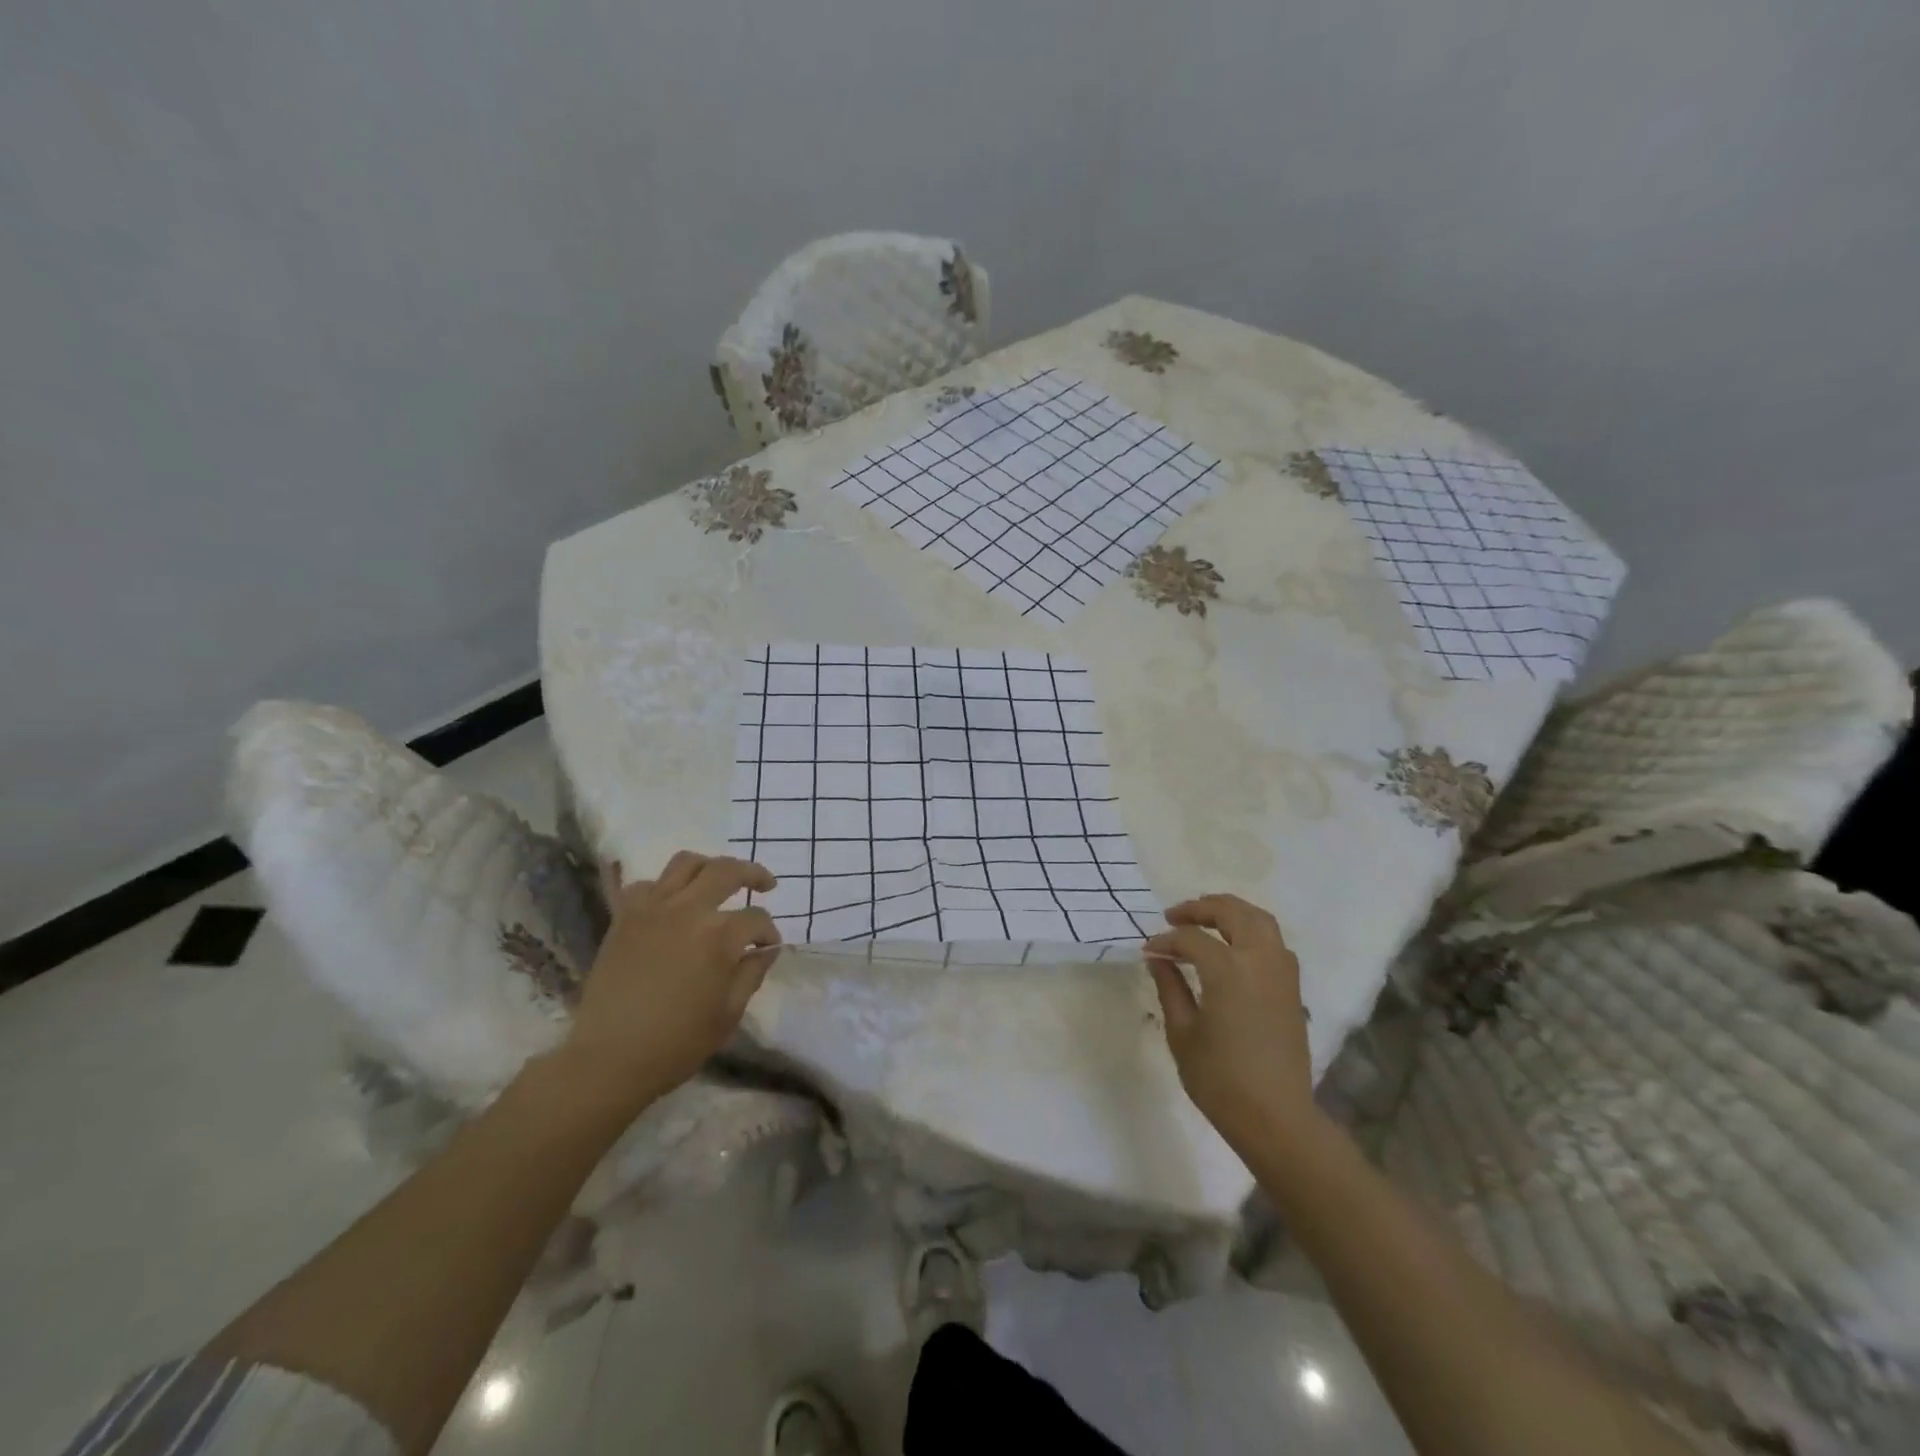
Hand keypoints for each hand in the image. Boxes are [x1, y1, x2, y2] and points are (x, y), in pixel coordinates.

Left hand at [559, 851, 780, 1105]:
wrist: (608, 1059)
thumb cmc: (676, 1043)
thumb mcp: (729, 1014)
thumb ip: (752, 973)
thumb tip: (766, 949)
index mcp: (719, 936)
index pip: (756, 918)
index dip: (769, 933)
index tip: (769, 947)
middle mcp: (687, 910)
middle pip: (727, 870)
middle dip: (753, 874)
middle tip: (765, 884)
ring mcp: (652, 909)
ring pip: (686, 863)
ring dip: (710, 867)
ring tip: (719, 881)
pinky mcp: (624, 917)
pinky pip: (646, 884)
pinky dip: (664, 887)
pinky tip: (672, 904)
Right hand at [1144, 894, 1315, 1147]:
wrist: (1276, 1118)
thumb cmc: (1220, 1079)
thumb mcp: (1183, 1032)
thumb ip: (1170, 987)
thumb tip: (1158, 957)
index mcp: (1228, 969)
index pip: (1191, 939)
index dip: (1165, 940)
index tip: (1147, 950)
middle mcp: (1259, 960)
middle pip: (1232, 913)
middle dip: (1200, 909)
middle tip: (1174, 916)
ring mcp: (1282, 972)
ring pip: (1259, 920)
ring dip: (1231, 912)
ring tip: (1205, 920)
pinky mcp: (1293, 988)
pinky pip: (1274, 942)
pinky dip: (1252, 931)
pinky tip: (1233, 946)